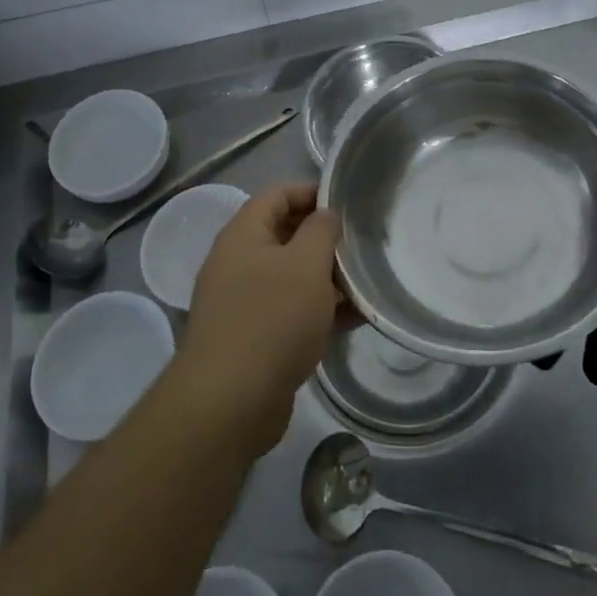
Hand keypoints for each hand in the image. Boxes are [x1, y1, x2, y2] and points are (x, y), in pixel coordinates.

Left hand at [174, 183, 342, 457]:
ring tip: (366, 283)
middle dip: (324, 238)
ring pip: (291, 276)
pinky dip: (319, 310)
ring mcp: (243, 302)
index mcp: (243, 234)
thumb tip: (325, 215)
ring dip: (327, 277)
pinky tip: (355, 319)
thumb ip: (321, 230)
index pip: (278, 195)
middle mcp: (238, 262)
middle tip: (362, 244)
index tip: (347, 203)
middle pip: (285, 235)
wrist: (230, 403)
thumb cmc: (272, 319)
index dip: (312, 192)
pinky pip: (290, 311)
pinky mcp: (253, 337)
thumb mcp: (306, 264)